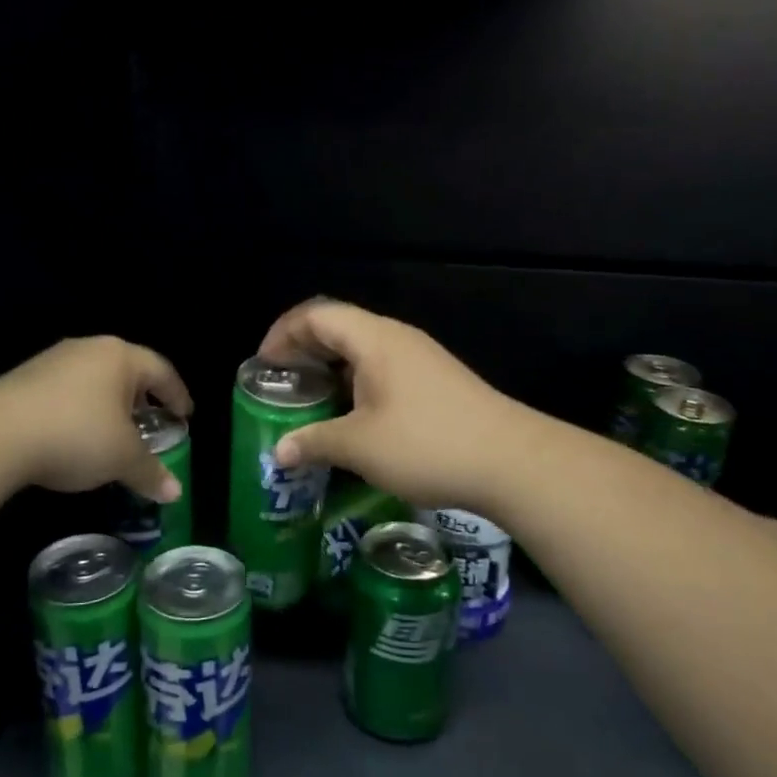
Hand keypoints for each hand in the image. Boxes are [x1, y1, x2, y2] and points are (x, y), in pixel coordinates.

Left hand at [0, 337, 192, 501]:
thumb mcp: (121, 457)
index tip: (185, 416)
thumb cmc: (76, 434)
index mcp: (120, 357)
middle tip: (150, 424)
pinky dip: (80, 411)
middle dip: (141, 399)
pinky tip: (75, 437)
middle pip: (126, 371)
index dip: (177, 394)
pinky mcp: (24, 379)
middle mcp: (88, 349)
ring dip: (108, 405)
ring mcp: (53, 361)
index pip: (161, 370)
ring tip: (112, 434)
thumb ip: (151, 472)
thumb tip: (175, 493)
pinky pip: (66, 392)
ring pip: (94, 380)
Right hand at [257, 299, 528, 509]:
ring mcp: (419, 359)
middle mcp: (396, 338)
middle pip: (338, 327)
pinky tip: (350, 418)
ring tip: (309, 403)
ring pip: (361, 351)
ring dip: (330, 371)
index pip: (316, 315)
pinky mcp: (435, 382)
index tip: (263, 365)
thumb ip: (314, 442)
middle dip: (303, 352)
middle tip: (280, 385)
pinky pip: (382, 369)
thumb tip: (280, 451)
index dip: (282, 334)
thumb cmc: (428, 444)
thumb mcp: (360, 446)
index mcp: (374, 339)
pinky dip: (354, 384)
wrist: (513, 462)